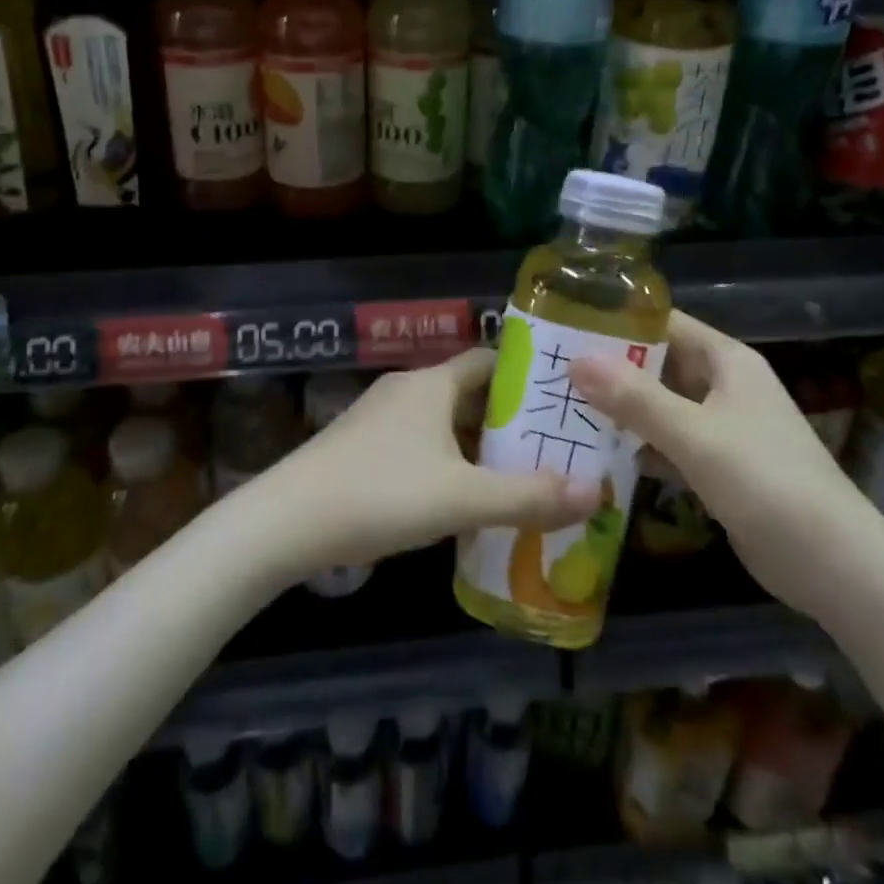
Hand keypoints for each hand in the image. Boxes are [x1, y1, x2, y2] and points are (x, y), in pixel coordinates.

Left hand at [252, 351, 602, 580]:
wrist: (286, 522)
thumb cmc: (380, 494)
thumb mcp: (462, 498)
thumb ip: (529, 496)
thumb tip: (597, 492)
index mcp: (431, 384)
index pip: (489, 361)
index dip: (526, 378)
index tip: (562, 403)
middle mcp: (406, 390)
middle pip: (469, 394)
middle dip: (509, 420)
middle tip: (554, 448)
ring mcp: (380, 419)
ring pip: (444, 423)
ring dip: (478, 446)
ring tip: (520, 477)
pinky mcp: (362, 449)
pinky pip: (421, 445)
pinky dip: (449, 463)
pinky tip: (464, 500)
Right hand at [569, 312, 883, 622]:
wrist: (837, 568)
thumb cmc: (767, 484)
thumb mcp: (695, 435)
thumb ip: (634, 398)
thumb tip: (574, 361)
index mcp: (726, 361)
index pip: (664, 323)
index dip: (617, 321)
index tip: (564, 327)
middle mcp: (723, 387)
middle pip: (658, 365)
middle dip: (609, 368)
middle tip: (551, 372)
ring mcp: (721, 428)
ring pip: (659, 406)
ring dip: (619, 409)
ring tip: (560, 408)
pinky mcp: (717, 467)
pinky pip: (667, 444)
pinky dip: (637, 447)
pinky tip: (596, 454)